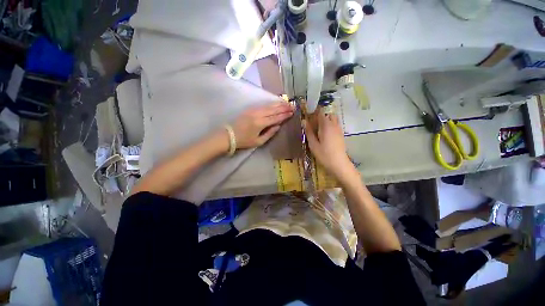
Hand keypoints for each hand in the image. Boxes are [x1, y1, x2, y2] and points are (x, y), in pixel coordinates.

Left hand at [232, 102, 293, 148]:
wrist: (229, 135)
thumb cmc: (244, 141)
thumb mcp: (258, 141)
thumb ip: (270, 133)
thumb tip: (278, 126)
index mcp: (260, 123)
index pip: (276, 118)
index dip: (284, 115)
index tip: (292, 112)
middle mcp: (258, 114)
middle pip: (273, 110)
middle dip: (284, 108)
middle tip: (292, 106)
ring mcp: (254, 110)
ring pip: (269, 106)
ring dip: (278, 104)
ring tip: (287, 103)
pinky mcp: (250, 109)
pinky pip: (263, 105)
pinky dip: (271, 104)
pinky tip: (276, 103)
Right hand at [303, 110, 355, 181]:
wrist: (339, 163)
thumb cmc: (324, 154)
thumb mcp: (313, 144)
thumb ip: (309, 132)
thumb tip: (304, 121)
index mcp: (326, 125)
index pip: (321, 112)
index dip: (314, 111)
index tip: (308, 115)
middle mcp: (334, 125)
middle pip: (328, 114)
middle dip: (321, 115)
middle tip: (313, 122)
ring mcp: (339, 129)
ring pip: (333, 118)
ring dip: (326, 119)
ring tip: (318, 128)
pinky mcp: (341, 134)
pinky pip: (335, 124)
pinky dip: (330, 124)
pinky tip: (324, 133)